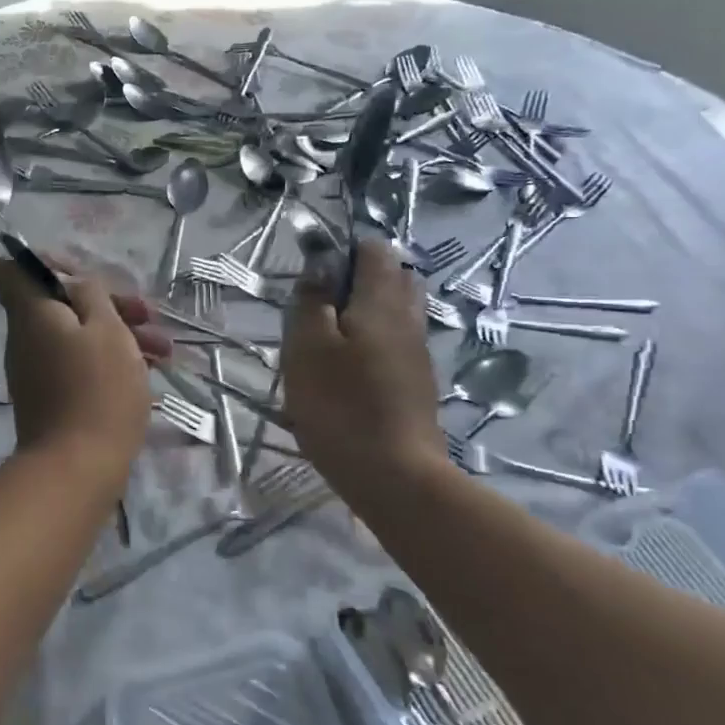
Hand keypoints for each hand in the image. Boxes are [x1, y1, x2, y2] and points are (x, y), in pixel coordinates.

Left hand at [0, 257, 165, 489]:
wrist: (78, 468)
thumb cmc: (97, 389)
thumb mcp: (107, 329)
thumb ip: (92, 294)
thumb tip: (75, 284)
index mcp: (31, 313)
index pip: (10, 270)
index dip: (45, 263)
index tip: (84, 276)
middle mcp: (25, 338)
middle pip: (58, 304)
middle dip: (105, 304)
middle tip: (146, 315)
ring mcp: (36, 371)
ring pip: (75, 336)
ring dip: (117, 335)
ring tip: (162, 351)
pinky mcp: (51, 399)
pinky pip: (77, 365)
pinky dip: (107, 362)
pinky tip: (147, 375)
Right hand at [283, 239, 448, 501]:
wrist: (393, 475)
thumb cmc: (340, 405)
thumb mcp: (307, 347)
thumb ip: (312, 300)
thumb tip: (320, 268)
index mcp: (382, 301)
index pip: (373, 249)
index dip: (342, 250)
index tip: (313, 277)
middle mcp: (409, 318)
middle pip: (391, 278)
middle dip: (356, 281)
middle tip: (320, 308)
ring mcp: (418, 352)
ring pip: (394, 313)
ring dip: (363, 314)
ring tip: (328, 342)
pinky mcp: (417, 382)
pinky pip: (395, 343)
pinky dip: (372, 343)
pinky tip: (347, 372)